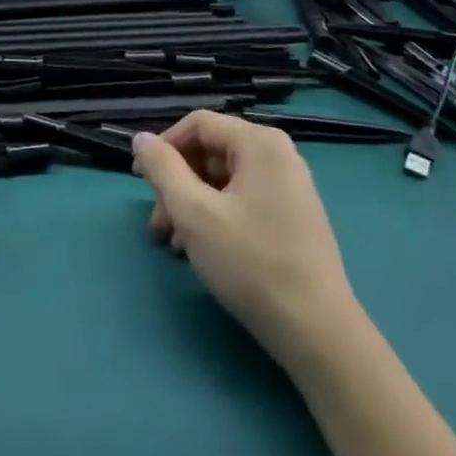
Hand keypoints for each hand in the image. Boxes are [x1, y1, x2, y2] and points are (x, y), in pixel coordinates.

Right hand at [132, 112, 356, 370]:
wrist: (317, 332)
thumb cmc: (250, 263)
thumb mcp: (193, 213)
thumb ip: (162, 169)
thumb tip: (141, 138)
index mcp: (259, 143)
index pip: (198, 124)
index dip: (163, 147)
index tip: (139, 179)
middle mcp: (279, 154)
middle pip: (210, 151)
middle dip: (176, 183)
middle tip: (156, 222)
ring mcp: (289, 185)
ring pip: (223, 179)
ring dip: (191, 203)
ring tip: (172, 242)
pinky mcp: (293, 215)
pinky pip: (242, 198)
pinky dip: (215, 215)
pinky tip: (200, 248)